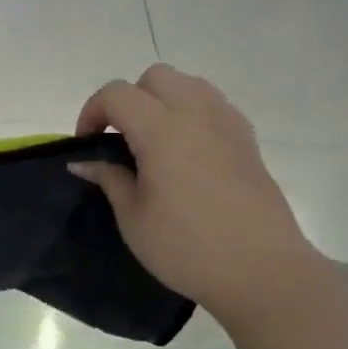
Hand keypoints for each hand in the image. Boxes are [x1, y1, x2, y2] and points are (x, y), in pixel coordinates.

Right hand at [72, 65, 316, 319]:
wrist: (262, 271)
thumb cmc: (188, 248)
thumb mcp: (134, 219)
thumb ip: (110, 180)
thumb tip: (85, 162)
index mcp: (162, 131)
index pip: (117, 94)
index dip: (92, 111)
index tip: (87, 144)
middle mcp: (197, 115)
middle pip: (155, 77)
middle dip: (129, 99)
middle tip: (119, 138)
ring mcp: (228, 124)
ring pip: (189, 85)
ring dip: (162, 101)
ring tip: (153, 141)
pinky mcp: (248, 141)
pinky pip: (213, 105)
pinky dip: (191, 114)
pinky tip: (186, 152)